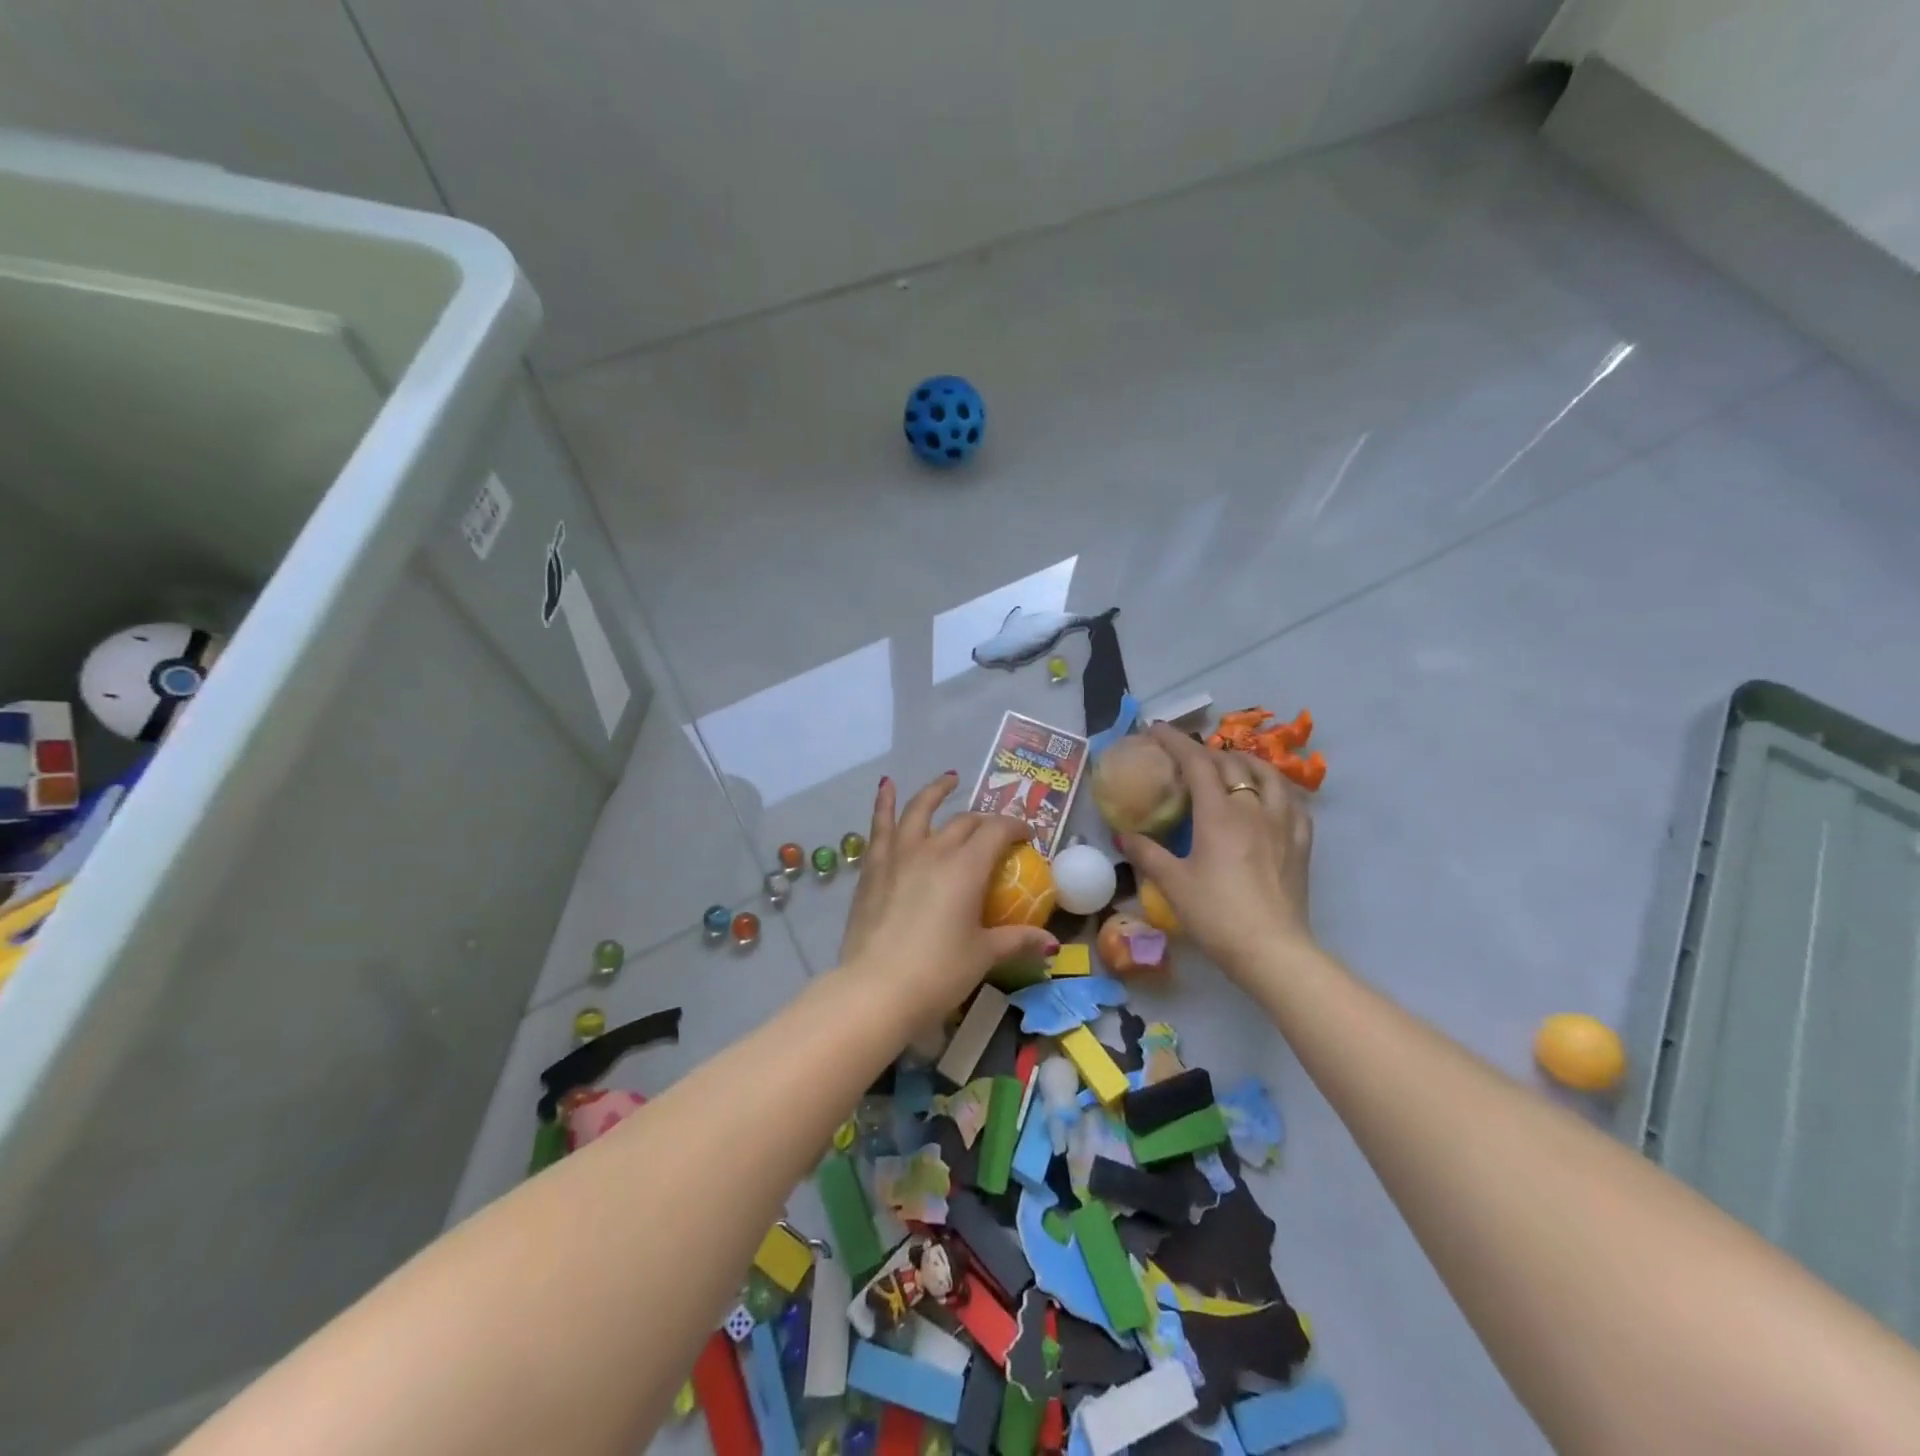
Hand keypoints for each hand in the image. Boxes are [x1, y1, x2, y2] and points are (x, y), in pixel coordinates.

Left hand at [840, 773, 1059, 1020]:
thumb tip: (1051, 944)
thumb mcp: (983, 956)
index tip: (1027, 836)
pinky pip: (880, 826)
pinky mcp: (873, 867)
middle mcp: (934, 850)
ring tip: (949, 779)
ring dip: (937, 791)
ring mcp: (899, 854)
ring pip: (920, 810)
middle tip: (995, 832)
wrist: (876, 989)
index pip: (997, 831)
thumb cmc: (938, 973)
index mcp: (967, 867)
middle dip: (985, 822)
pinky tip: (886, 785)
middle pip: (964, 822)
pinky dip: (883, 802)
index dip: (1015, 827)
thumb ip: (1017, 941)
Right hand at [1117, 724, 1315, 980]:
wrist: (1272, 950)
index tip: (1156, 729)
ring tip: (1230, 765)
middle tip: (1185, 755)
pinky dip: (1276, 787)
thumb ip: (1147, 854)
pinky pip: (1292, 801)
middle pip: (1231, 764)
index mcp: (1219, 814)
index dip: (1175, 741)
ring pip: (1268, 775)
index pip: (1197, 762)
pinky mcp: (1301, 843)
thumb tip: (1123, 835)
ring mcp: (1282, 823)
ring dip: (1245, 762)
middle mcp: (1252, 809)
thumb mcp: (1173, 884)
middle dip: (1205, 751)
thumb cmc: (1216, 915)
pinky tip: (1269, 796)